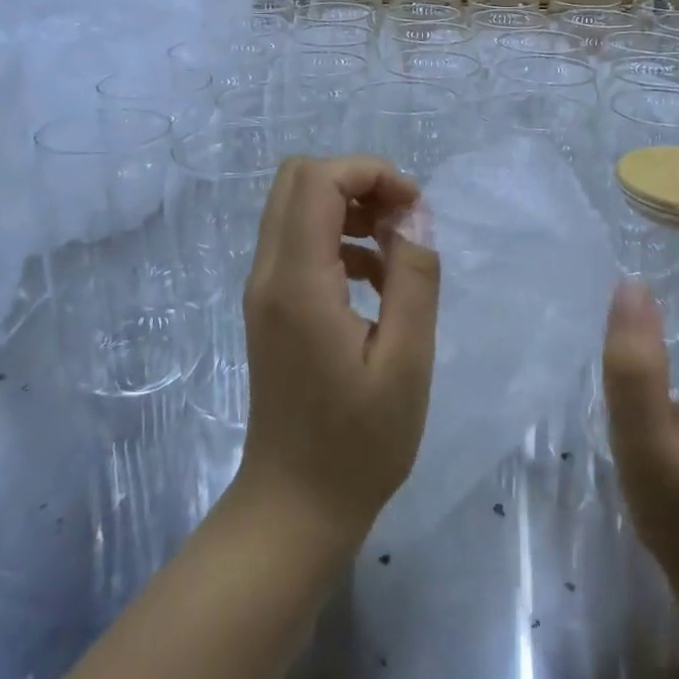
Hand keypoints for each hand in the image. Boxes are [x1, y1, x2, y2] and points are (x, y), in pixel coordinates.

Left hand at [237, 156, 441, 546]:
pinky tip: (376, 280)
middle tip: (404, 219)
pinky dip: (339, 239)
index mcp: (298, 283)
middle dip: (358, 183)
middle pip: (298, 180)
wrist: (295, 506)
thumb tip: (413, 219)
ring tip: (397, 250)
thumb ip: (414, 279)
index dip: (370, 172)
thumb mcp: (407, 362)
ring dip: (349, 209)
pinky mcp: (271, 308)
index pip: (316, 180)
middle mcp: (269, 275)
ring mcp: (264, 291)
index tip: (414, 208)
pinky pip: (300, 243)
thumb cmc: (359, 444)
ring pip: (297, 208)